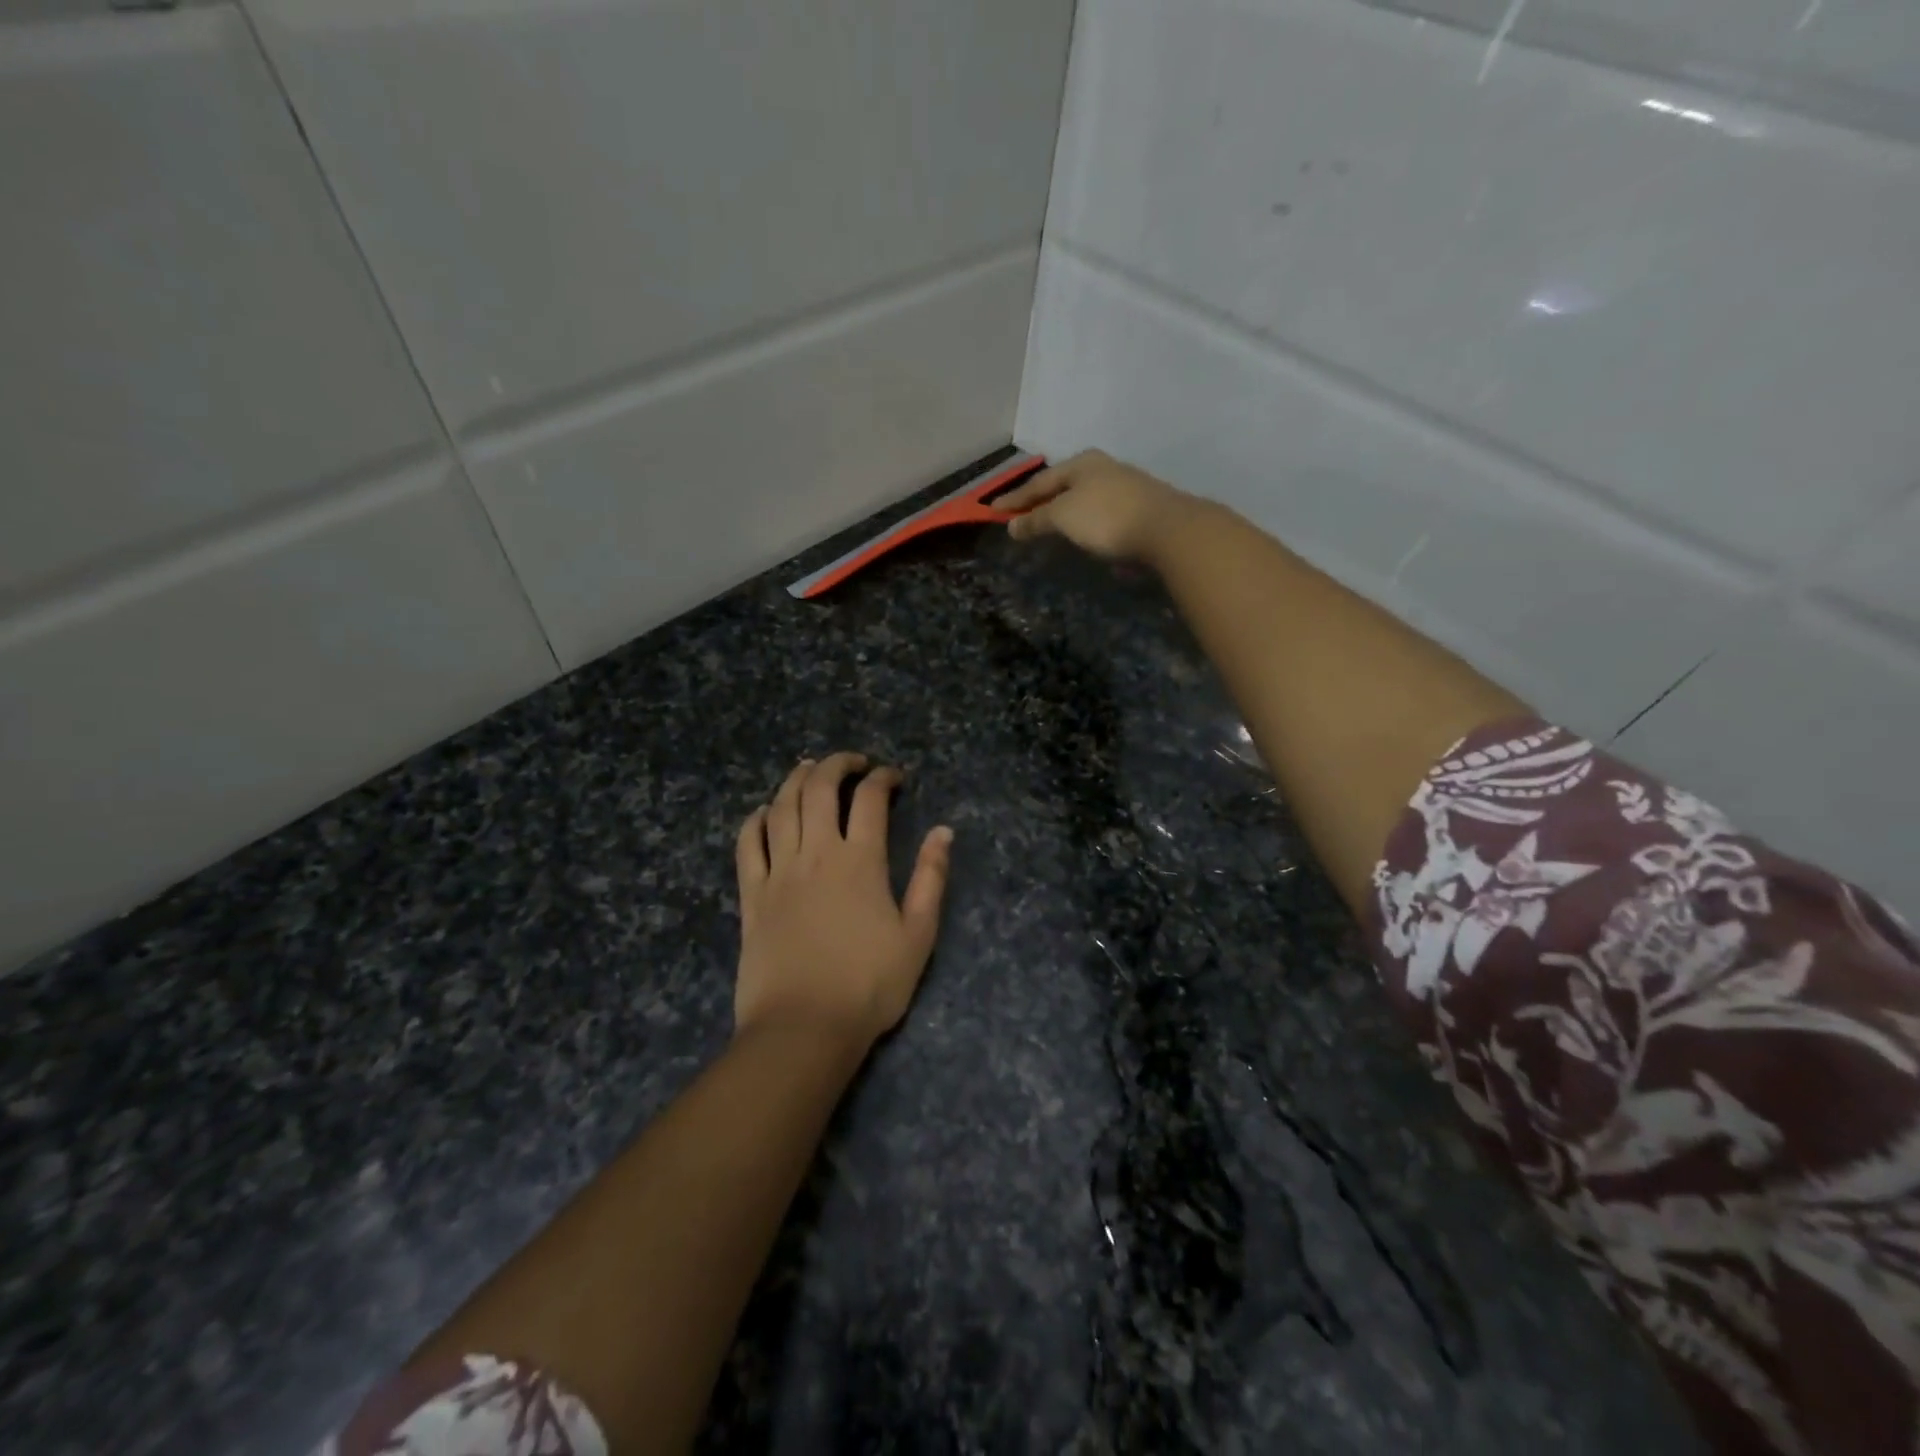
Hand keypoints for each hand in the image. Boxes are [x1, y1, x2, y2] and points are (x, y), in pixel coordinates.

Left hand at [733, 753, 952, 1047]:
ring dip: (795, 780)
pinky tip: (765, 812)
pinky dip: (756, 819)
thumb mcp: (918, 935)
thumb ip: (932, 879)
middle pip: (819, 789)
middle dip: (837, 764)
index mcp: (861, 861)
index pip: (870, 799)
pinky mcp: (751, 895)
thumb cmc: (869, 986)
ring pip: (782, 807)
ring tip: (807, 768)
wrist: (804, 1028)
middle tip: (852, 762)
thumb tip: (943, 832)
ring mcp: (779, 872)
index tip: (894, 777)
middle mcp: (816, 854)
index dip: (883, 778)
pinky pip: (747, 844)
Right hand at [999, 449, 1193, 561]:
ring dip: (1064, 512)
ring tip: (1049, 527)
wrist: (1167, 529)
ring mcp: (1125, 488)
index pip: (1039, 482)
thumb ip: (1036, 520)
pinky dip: (1085, 523)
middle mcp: (1104, 469)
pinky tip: (1084, 535)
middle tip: (1020, 515)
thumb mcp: (1063, 517)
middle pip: (1063, 486)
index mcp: (1082, 464)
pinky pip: (1102, 514)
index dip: (1014, 498)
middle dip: (1041, 501)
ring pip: (1084, 499)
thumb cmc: (1106, 517)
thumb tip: (1012, 526)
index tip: (992, 510)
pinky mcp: (1140, 509)